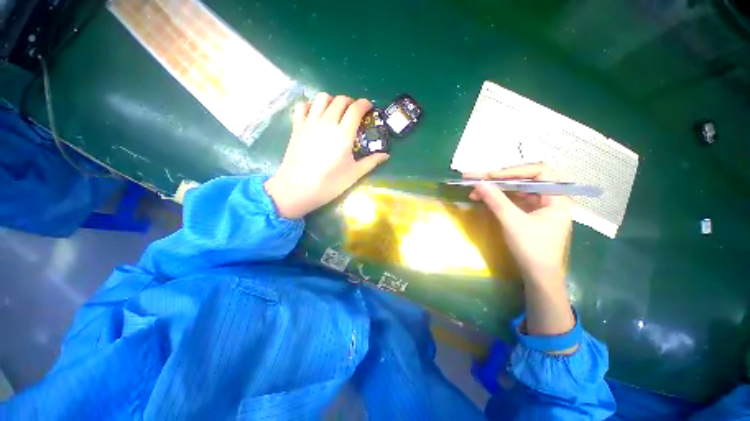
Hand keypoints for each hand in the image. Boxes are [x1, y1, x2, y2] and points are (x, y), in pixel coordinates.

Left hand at [265, 93, 388, 218]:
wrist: (297, 189)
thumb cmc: (329, 184)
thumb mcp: (354, 174)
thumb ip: (371, 162)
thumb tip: (386, 155)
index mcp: (343, 134)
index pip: (356, 109)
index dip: (364, 104)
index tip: (369, 107)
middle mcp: (327, 122)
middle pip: (340, 100)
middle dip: (350, 102)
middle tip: (354, 113)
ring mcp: (309, 122)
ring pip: (322, 98)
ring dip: (332, 100)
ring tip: (336, 112)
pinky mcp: (296, 126)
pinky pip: (303, 105)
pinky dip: (311, 105)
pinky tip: (315, 115)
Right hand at [464, 163, 570, 284]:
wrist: (538, 276)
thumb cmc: (532, 249)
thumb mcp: (512, 222)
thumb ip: (496, 200)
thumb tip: (478, 183)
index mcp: (556, 198)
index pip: (539, 172)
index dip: (514, 171)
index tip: (491, 176)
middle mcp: (549, 198)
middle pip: (524, 180)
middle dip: (498, 179)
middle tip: (475, 177)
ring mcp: (538, 207)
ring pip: (516, 190)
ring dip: (495, 189)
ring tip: (474, 189)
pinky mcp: (528, 215)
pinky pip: (513, 200)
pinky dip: (498, 198)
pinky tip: (483, 198)